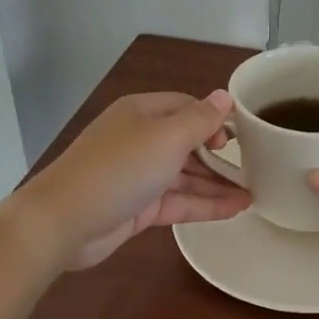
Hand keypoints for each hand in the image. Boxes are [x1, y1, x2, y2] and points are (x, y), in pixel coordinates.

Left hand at [19, 91, 250, 270]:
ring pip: (185, 175)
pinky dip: (205, 204)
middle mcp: (140, 139)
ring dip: (217, 183)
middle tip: (254, 168)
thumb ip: (200, 119)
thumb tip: (225, 96)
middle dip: (218, 155)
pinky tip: (236, 209)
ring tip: (254, 192)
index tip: (237, 138)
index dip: (213, 119)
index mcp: (142, 112)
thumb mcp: (166, 138)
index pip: (186, 107)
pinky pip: (179, 202)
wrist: (63, 221)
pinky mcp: (138, 208)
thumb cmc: (119, 169)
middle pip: (187, 142)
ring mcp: (138, 175)